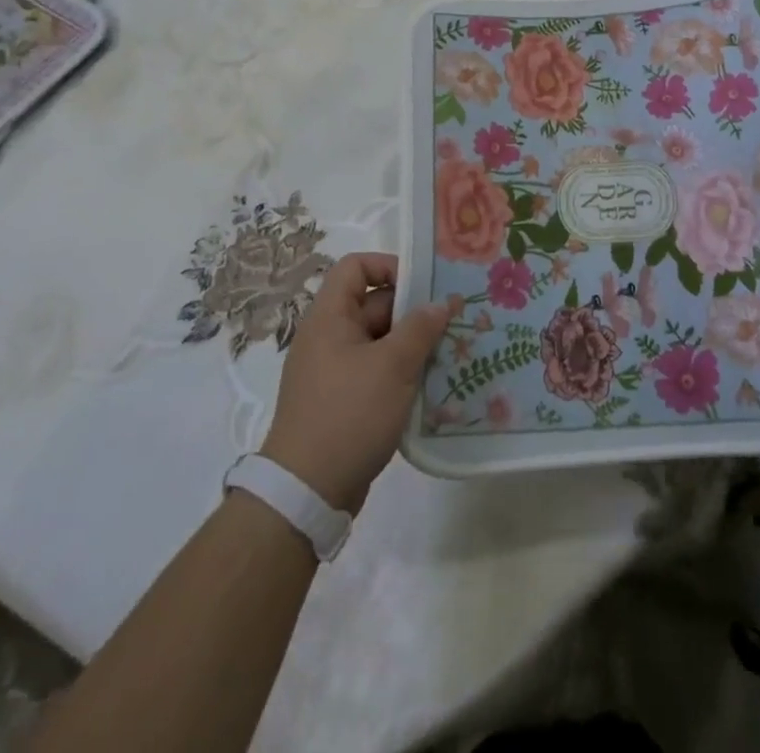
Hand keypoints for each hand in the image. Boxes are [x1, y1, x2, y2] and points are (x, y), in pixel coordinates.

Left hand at [259, 253, 454, 511]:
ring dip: (412, 344)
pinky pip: (377, 370)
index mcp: (330, 317)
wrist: (306, 493)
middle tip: (452, 321)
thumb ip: (421, 327)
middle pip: (374, 304)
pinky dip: (401, 372)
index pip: (355, 267)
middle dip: (413, 311)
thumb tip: (442, 302)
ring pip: (380, 340)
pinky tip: (431, 385)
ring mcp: (334, 370)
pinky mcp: (343, 400)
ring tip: (450, 352)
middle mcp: (328, 337)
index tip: (424, 286)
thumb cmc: (349, 414)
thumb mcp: (393, 365)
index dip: (389, 266)